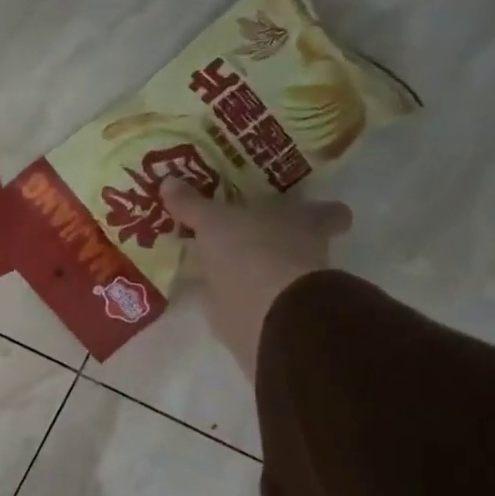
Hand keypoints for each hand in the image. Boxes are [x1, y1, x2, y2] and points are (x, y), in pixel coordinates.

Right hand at [160, 179, 351, 379]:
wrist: (264, 314)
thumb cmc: (252, 251)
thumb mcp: (214, 220)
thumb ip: (192, 204)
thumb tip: (167, 180)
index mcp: (304, 221)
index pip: (327, 212)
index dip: (319, 210)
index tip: (303, 207)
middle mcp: (303, 251)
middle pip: (296, 240)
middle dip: (272, 238)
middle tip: (240, 230)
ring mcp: (286, 286)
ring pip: (269, 270)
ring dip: (247, 267)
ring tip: (211, 258)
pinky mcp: (263, 313)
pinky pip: (243, 296)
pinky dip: (227, 293)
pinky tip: (204, 287)